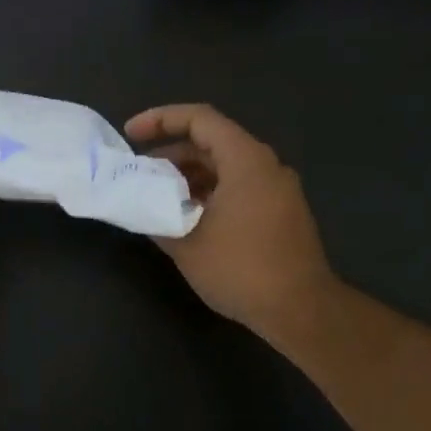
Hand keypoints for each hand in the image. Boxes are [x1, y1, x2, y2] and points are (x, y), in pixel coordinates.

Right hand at [124, 104, 336, 339]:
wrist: (300, 311)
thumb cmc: (241, 270)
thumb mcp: (185, 244)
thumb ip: (156, 216)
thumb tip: (137, 206)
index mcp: (245, 161)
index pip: (199, 119)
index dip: (160, 119)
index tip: (129, 136)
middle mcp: (266, 166)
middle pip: (211, 141)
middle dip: (170, 152)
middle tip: (138, 172)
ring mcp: (277, 189)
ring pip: (225, 166)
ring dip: (187, 175)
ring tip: (155, 195)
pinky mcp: (280, 212)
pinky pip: (238, 186)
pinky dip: (208, 191)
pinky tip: (185, 216)